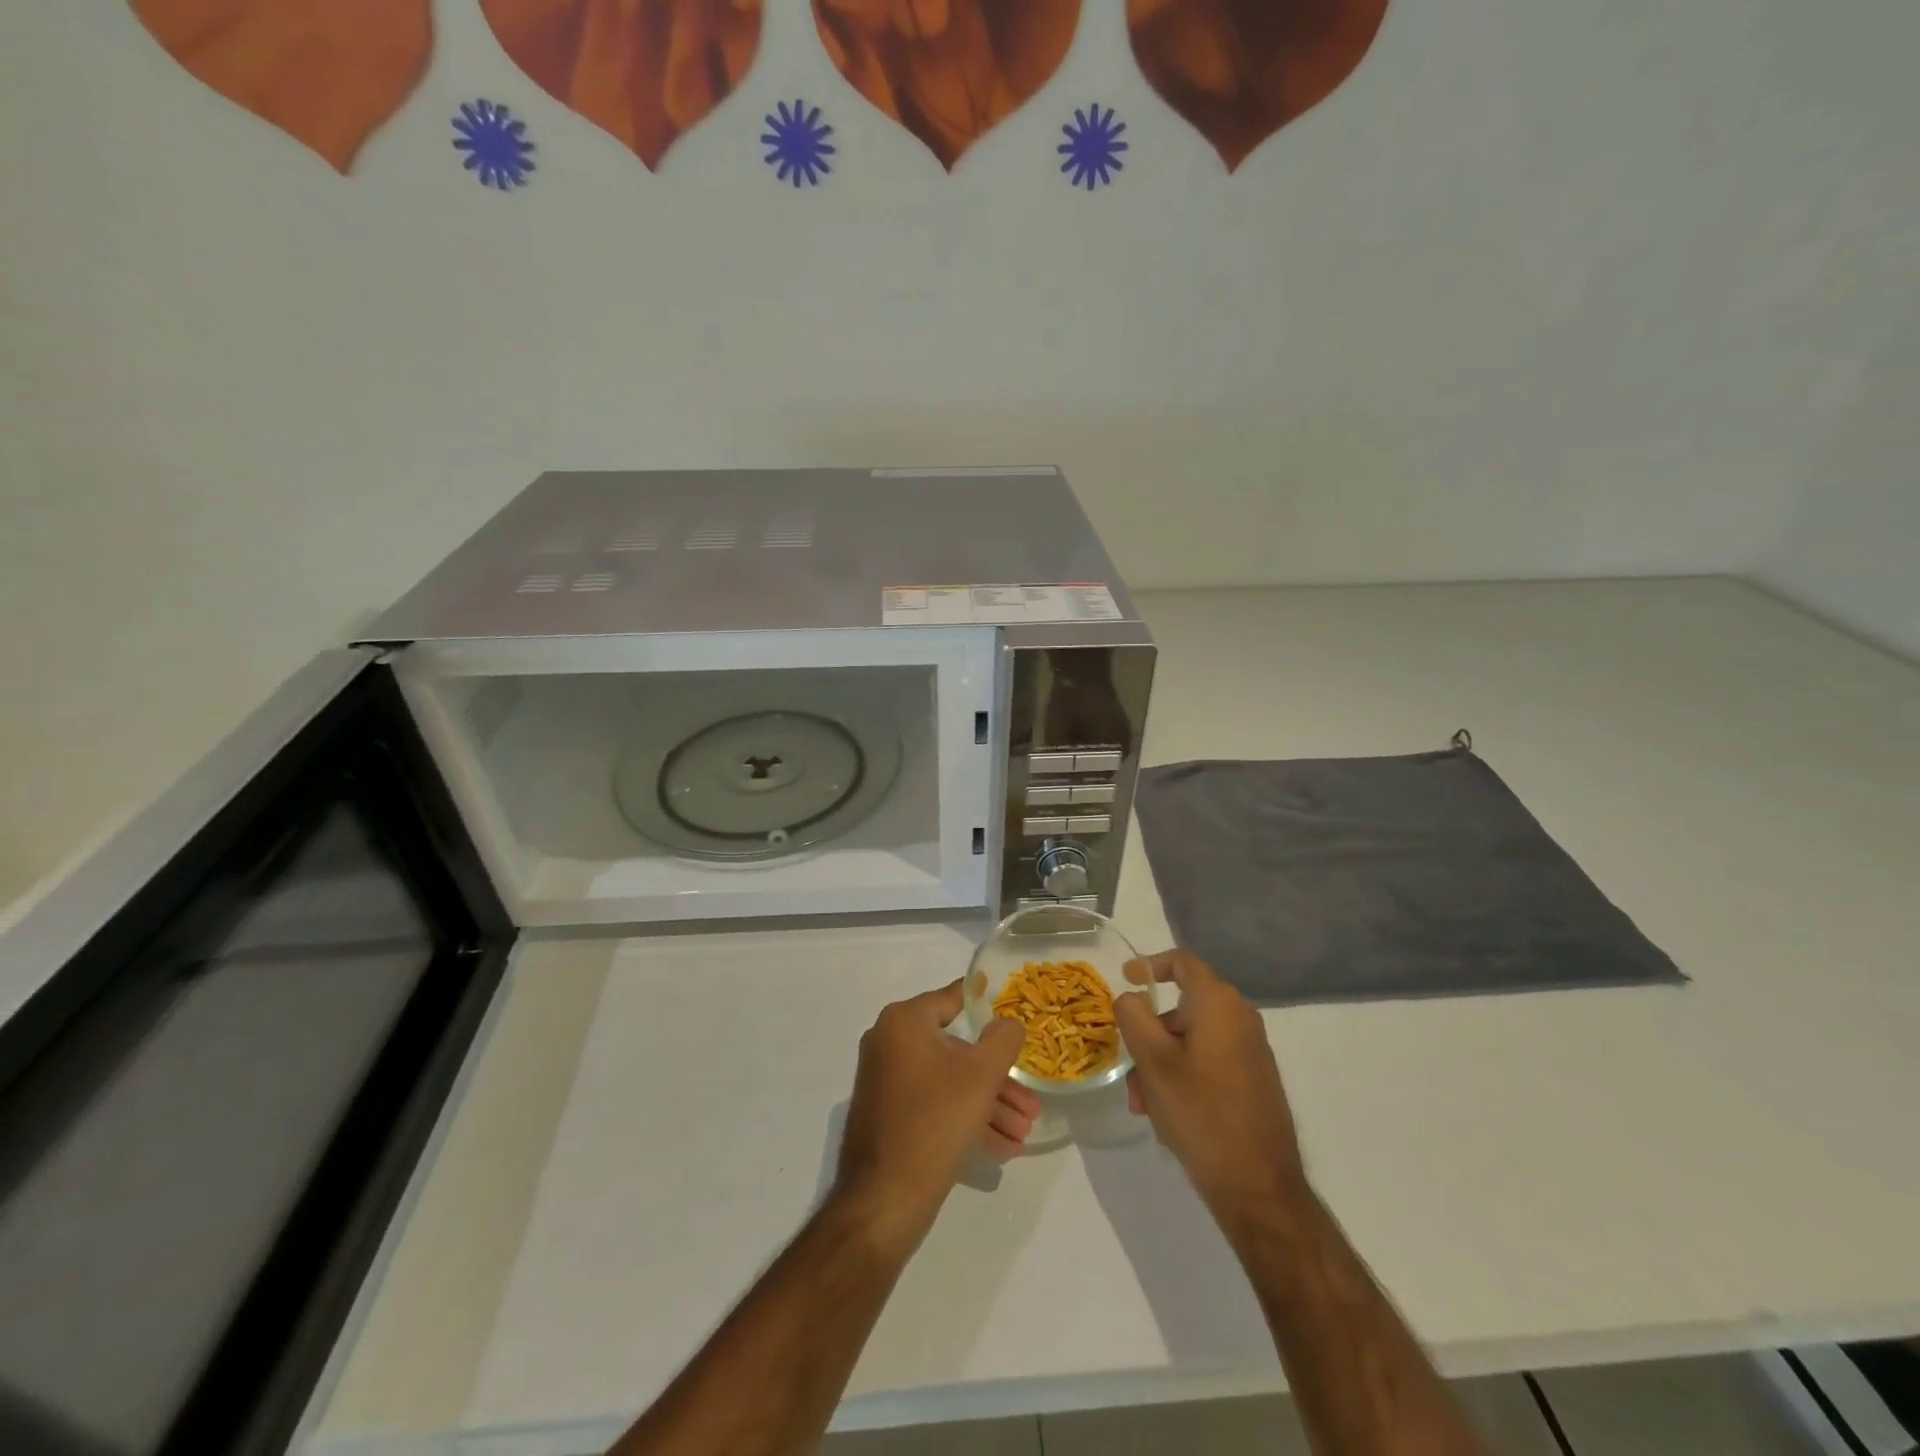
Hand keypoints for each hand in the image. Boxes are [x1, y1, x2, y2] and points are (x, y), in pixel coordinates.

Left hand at [835, 980, 1036, 1251]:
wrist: (883, 1200)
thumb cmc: (935, 1121)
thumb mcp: (981, 1075)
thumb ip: (1002, 1039)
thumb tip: (1008, 1021)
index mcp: (904, 1022)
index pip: (952, 999)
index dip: (985, 1004)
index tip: (1010, 1005)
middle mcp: (889, 1043)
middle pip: (956, 1051)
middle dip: (998, 1080)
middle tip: (1030, 1104)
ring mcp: (885, 1081)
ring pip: (948, 1082)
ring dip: (988, 1105)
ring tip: (1022, 1133)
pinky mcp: (887, 1115)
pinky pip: (934, 1105)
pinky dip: (964, 1119)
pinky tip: (1001, 1147)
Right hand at [1115, 950, 1308, 1220]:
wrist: (1259, 1187)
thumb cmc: (1201, 1113)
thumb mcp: (1153, 1061)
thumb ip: (1134, 1016)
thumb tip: (1131, 998)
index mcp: (1219, 1004)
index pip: (1182, 963)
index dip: (1150, 964)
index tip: (1124, 978)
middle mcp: (1240, 1019)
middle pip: (1182, 1010)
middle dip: (1148, 1037)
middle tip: (1130, 1074)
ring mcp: (1251, 1051)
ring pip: (1191, 1041)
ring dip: (1161, 1064)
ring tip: (1146, 1107)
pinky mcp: (1254, 1080)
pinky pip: (1208, 1062)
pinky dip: (1183, 1076)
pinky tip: (1169, 1116)